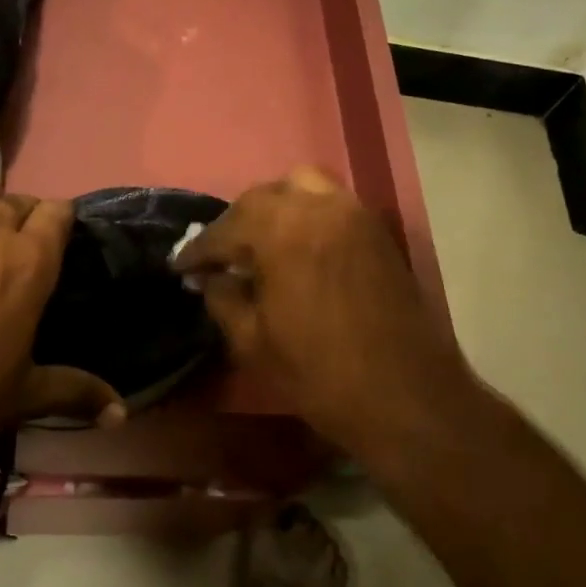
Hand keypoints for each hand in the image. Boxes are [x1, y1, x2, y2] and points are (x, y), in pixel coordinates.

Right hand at [172, 167, 475, 463]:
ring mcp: (355, 214)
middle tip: (218, 257)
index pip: (226, 228)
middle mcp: (320, 207)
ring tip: (259, 244)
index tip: (180, 266)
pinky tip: (295, 249)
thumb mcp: (252, 341)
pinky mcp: (378, 231)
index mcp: (283, 230)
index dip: (199, 249)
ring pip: (302, 188)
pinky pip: (331, 205)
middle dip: (235, 224)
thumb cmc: (319, 373)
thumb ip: (222, 297)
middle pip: (263, 197)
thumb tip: (211, 277)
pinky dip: (306, 215)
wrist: (405, 397)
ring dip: (274, 209)